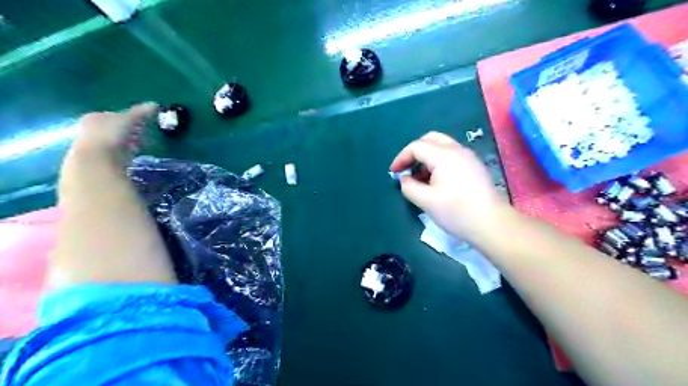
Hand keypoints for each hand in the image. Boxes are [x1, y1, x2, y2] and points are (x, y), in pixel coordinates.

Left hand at [68, 103, 156, 165]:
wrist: (96, 161)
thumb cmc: (110, 135)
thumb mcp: (127, 120)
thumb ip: (140, 112)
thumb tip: (155, 104)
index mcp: (95, 117)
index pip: (115, 115)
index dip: (131, 119)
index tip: (143, 124)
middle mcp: (91, 129)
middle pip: (115, 129)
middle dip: (130, 132)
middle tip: (144, 135)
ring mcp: (95, 145)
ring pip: (117, 142)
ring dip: (129, 143)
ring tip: (141, 147)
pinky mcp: (101, 159)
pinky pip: (118, 153)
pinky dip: (127, 153)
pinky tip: (133, 156)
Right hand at [389, 132, 507, 242]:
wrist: (491, 224)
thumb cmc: (456, 212)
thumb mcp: (425, 201)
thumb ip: (409, 187)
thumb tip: (404, 179)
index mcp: (444, 155)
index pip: (416, 147)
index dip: (401, 158)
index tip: (393, 173)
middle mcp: (457, 150)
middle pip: (430, 139)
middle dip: (414, 152)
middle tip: (406, 169)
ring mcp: (468, 157)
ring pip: (442, 147)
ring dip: (426, 158)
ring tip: (419, 179)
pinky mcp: (474, 166)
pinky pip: (451, 156)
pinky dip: (438, 162)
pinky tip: (436, 181)